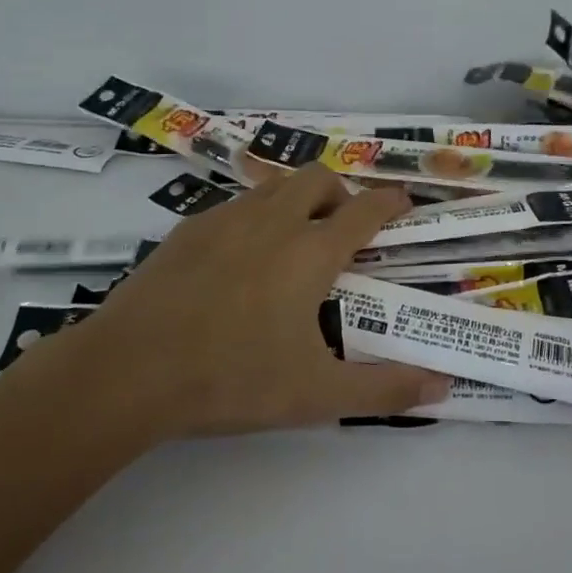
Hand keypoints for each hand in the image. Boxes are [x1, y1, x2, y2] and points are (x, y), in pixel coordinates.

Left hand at [18, 166, 449, 452]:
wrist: (128, 371)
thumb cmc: (232, 378)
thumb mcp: (316, 394)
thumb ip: (383, 389)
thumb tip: (442, 387)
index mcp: (311, 251)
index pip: (365, 210)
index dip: (391, 201)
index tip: (404, 202)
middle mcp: (274, 220)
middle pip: (319, 178)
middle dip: (341, 193)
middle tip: (341, 229)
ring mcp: (227, 219)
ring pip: (275, 185)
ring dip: (297, 198)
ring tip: (293, 238)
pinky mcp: (188, 229)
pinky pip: (235, 205)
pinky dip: (254, 216)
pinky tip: (238, 258)